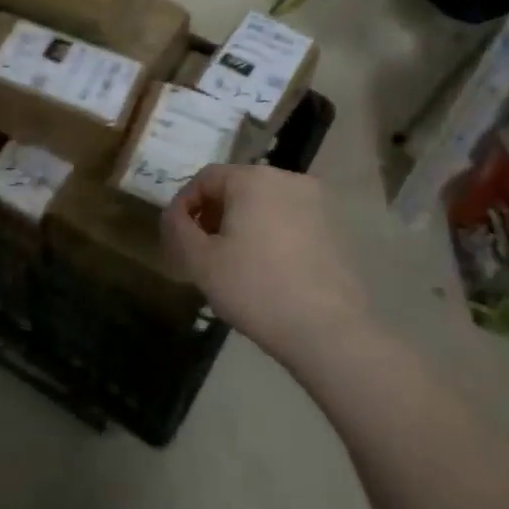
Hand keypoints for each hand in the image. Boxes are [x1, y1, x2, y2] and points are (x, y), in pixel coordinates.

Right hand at [162, 165, 368, 361]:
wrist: (329, 331)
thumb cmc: (256, 289)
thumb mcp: (201, 261)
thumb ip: (178, 229)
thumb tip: (174, 215)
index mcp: (253, 179)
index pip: (206, 177)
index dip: (184, 204)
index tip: (176, 237)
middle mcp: (287, 179)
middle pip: (237, 187)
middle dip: (213, 214)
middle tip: (201, 250)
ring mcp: (316, 203)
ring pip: (264, 204)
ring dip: (241, 225)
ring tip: (231, 262)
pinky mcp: (334, 229)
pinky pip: (289, 221)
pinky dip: (270, 235)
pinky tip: (265, 270)